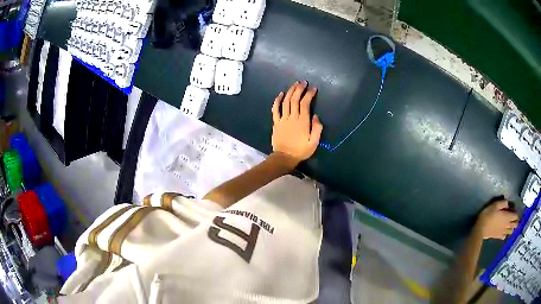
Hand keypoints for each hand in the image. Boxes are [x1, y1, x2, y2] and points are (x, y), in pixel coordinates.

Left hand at [271, 81, 322, 166]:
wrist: (284, 157)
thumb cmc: (301, 151)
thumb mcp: (314, 142)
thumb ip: (317, 128)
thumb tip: (316, 116)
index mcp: (303, 122)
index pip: (305, 103)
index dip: (309, 94)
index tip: (313, 88)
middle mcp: (292, 117)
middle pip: (295, 99)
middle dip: (299, 89)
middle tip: (303, 82)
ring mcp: (283, 119)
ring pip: (286, 102)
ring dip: (290, 91)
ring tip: (295, 84)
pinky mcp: (276, 122)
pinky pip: (275, 109)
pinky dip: (277, 101)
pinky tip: (280, 94)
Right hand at [474, 200, 518, 239]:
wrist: (480, 229)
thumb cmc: (488, 215)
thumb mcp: (495, 204)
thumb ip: (503, 203)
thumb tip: (508, 204)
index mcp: (508, 217)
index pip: (516, 216)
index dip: (516, 213)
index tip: (514, 210)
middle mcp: (507, 225)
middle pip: (515, 225)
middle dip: (516, 221)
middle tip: (514, 218)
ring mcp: (503, 232)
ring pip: (511, 231)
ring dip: (511, 228)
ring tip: (510, 224)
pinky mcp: (498, 236)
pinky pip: (504, 236)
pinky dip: (506, 234)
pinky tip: (504, 231)